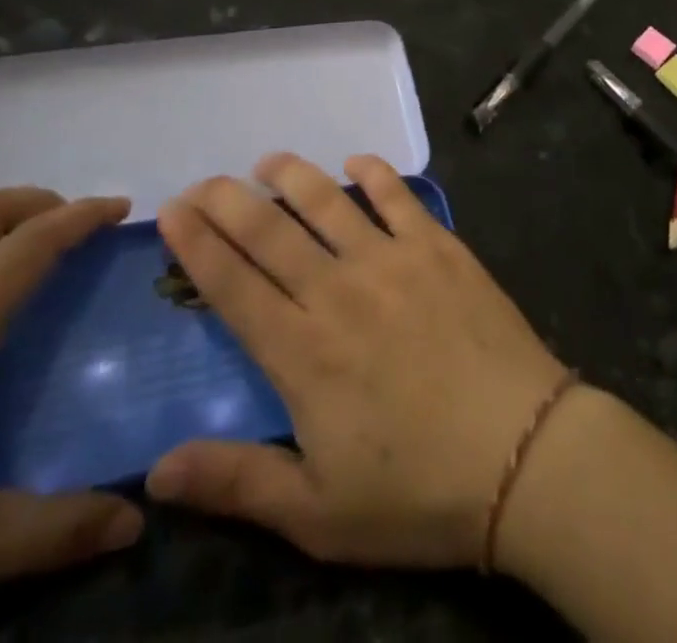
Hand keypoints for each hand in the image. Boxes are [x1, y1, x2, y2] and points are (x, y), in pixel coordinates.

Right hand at [144, 154, 568, 568]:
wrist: (521, 453)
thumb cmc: (416, 491)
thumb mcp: (317, 514)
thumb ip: (236, 482)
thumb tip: (155, 470)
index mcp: (302, 352)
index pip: (233, 285)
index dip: (197, 245)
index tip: (172, 211)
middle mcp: (339, 291)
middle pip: (271, 232)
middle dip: (229, 200)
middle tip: (204, 180)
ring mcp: (392, 260)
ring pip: (328, 202)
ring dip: (293, 175)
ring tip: (269, 161)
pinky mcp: (438, 246)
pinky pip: (398, 196)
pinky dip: (374, 172)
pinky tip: (356, 162)